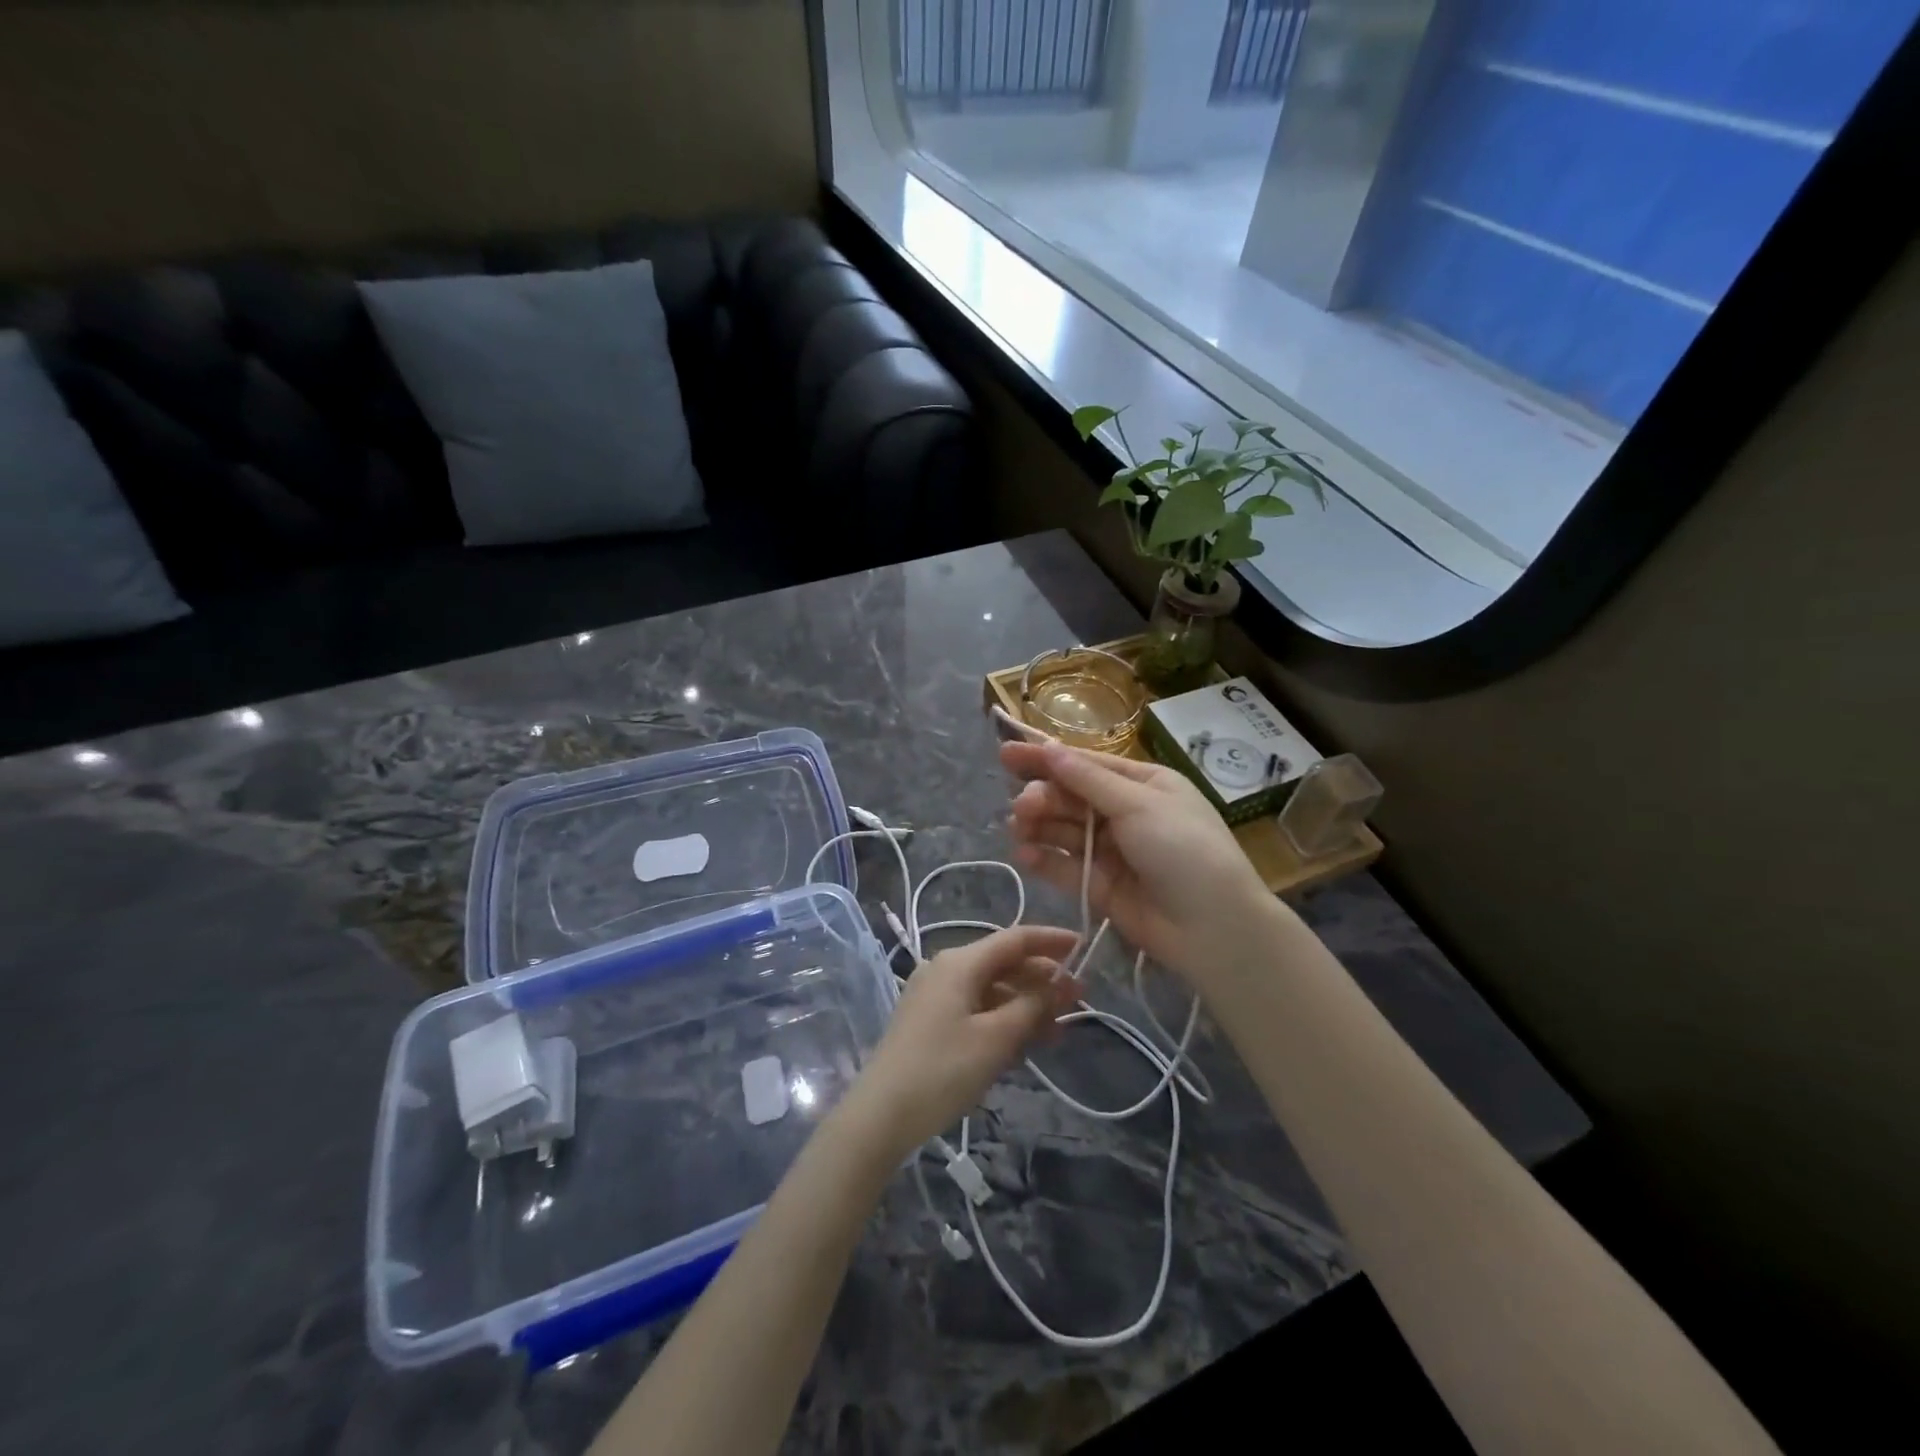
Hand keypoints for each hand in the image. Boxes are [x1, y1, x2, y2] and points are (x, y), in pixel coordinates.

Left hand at [837, 925, 1079, 1160]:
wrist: (881, 1115)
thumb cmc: (943, 1070)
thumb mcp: (996, 1038)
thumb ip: (1032, 1005)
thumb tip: (1061, 982)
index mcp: (960, 962)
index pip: (1014, 939)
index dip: (1051, 941)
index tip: (1084, 948)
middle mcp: (946, 969)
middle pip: (1004, 963)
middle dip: (1043, 979)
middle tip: (1080, 1000)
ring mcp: (935, 995)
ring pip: (992, 989)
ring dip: (1027, 1004)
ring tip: (1060, 1029)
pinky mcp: (930, 1021)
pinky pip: (977, 1008)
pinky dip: (1004, 1019)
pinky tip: (1027, 1042)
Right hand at [1001, 739, 1279, 986]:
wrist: (1215, 928)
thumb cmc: (1184, 850)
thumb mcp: (1139, 805)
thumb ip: (1088, 781)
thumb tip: (1049, 748)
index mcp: (1143, 784)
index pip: (1086, 764)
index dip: (1046, 758)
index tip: (1006, 753)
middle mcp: (1124, 813)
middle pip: (1071, 797)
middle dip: (1043, 797)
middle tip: (1023, 805)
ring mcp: (1111, 851)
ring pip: (1064, 831)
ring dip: (1039, 825)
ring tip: (1018, 826)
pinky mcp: (1100, 886)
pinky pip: (1065, 866)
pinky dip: (1044, 859)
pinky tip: (1024, 854)